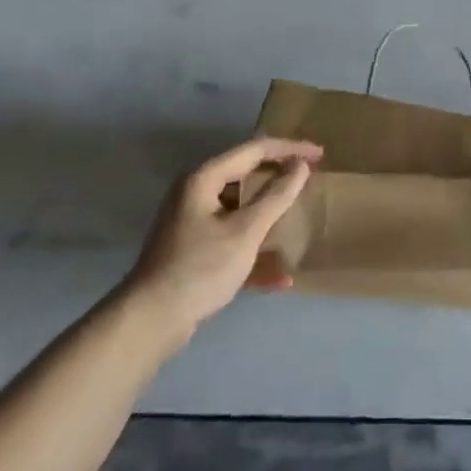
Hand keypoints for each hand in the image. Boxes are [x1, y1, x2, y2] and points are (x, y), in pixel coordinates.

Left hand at [120, 138, 320, 339]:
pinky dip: (253, 248)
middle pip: (245, 173)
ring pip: (239, 206)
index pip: (254, 149)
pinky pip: (230, 236)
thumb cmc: (200, 268)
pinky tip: (279, 276)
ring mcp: (192, 220)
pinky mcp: (193, 248)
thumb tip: (300, 166)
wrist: (150, 321)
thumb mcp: (245, 231)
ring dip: (268, 212)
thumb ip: (276, 196)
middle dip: (278, 175)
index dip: (289, 148)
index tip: (320, 154)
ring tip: (297, 215)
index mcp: (204, 178)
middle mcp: (195, 191)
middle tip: (310, 176)